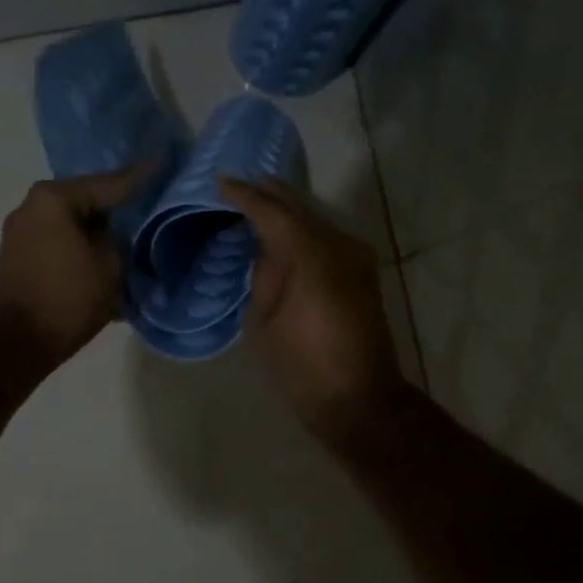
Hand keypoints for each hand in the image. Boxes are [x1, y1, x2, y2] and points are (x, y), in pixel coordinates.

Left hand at [0, 166, 148, 367]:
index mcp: (54, 198)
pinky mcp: (19, 258)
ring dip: (98, 235)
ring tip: (130, 241)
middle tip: (148, 206)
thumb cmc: (66, 299)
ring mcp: (21, 233)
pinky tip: (104, 262)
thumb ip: (118, 240)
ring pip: (72, 226)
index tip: (161, 163)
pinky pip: (60, 244)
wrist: (12, 342)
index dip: (139, 178)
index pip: (108, 184)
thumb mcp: (109, 266)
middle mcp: (32, 207)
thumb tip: (114, 235)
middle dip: (115, 209)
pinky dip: (82, 251)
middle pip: (86, 202)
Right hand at [218, 176, 407, 435]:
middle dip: (269, 195)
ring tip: (257, 204)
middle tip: (238, 185)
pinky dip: (303, 232)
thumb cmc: (303, 367)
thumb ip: (263, 278)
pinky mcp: (362, 273)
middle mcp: (339, 245)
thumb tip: (267, 252)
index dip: (245, 195)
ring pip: (315, 220)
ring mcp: (356, 257)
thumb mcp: (263, 323)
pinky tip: (283, 234)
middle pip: (299, 208)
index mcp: (310, 256)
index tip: (220, 182)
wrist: (360, 400)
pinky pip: (326, 239)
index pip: (272, 212)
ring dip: (287, 212)